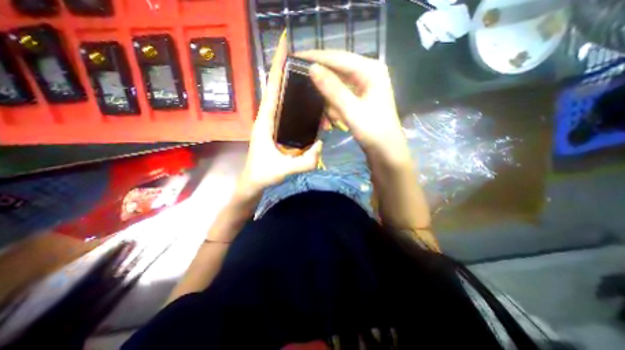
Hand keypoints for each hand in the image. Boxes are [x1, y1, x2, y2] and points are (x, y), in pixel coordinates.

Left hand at [239, 33, 321, 195]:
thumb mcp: (284, 170)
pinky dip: (297, 108)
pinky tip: (310, 110)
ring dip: (295, 92)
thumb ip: (305, 161)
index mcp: (264, 122)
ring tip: (313, 86)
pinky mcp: (276, 132)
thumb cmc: (263, 175)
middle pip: (278, 91)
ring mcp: (271, 125)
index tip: (285, 46)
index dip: (277, 67)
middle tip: (308, 64)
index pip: (272, 90)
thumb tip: (321, 144)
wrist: (253, 183)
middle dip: (289, 74)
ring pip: (283, 102)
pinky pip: (287, 115)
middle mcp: (267, 119)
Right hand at [299, 49, 410, 161]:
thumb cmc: (373, 131)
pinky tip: (329, 114)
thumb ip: (333, 89)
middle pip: (338, 68)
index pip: (338, 58)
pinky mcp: (361, 98)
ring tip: (313, 100)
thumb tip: (312, 68)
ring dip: (326, 94)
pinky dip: (333, 103)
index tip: (296, 57)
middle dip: (320, 75)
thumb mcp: (352, 110)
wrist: (386, 151)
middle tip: (298, 75)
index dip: (316, 57)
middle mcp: (368, 73)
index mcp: (370, 70)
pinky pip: (341, 95)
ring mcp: (365, 86)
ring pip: (338, 83)